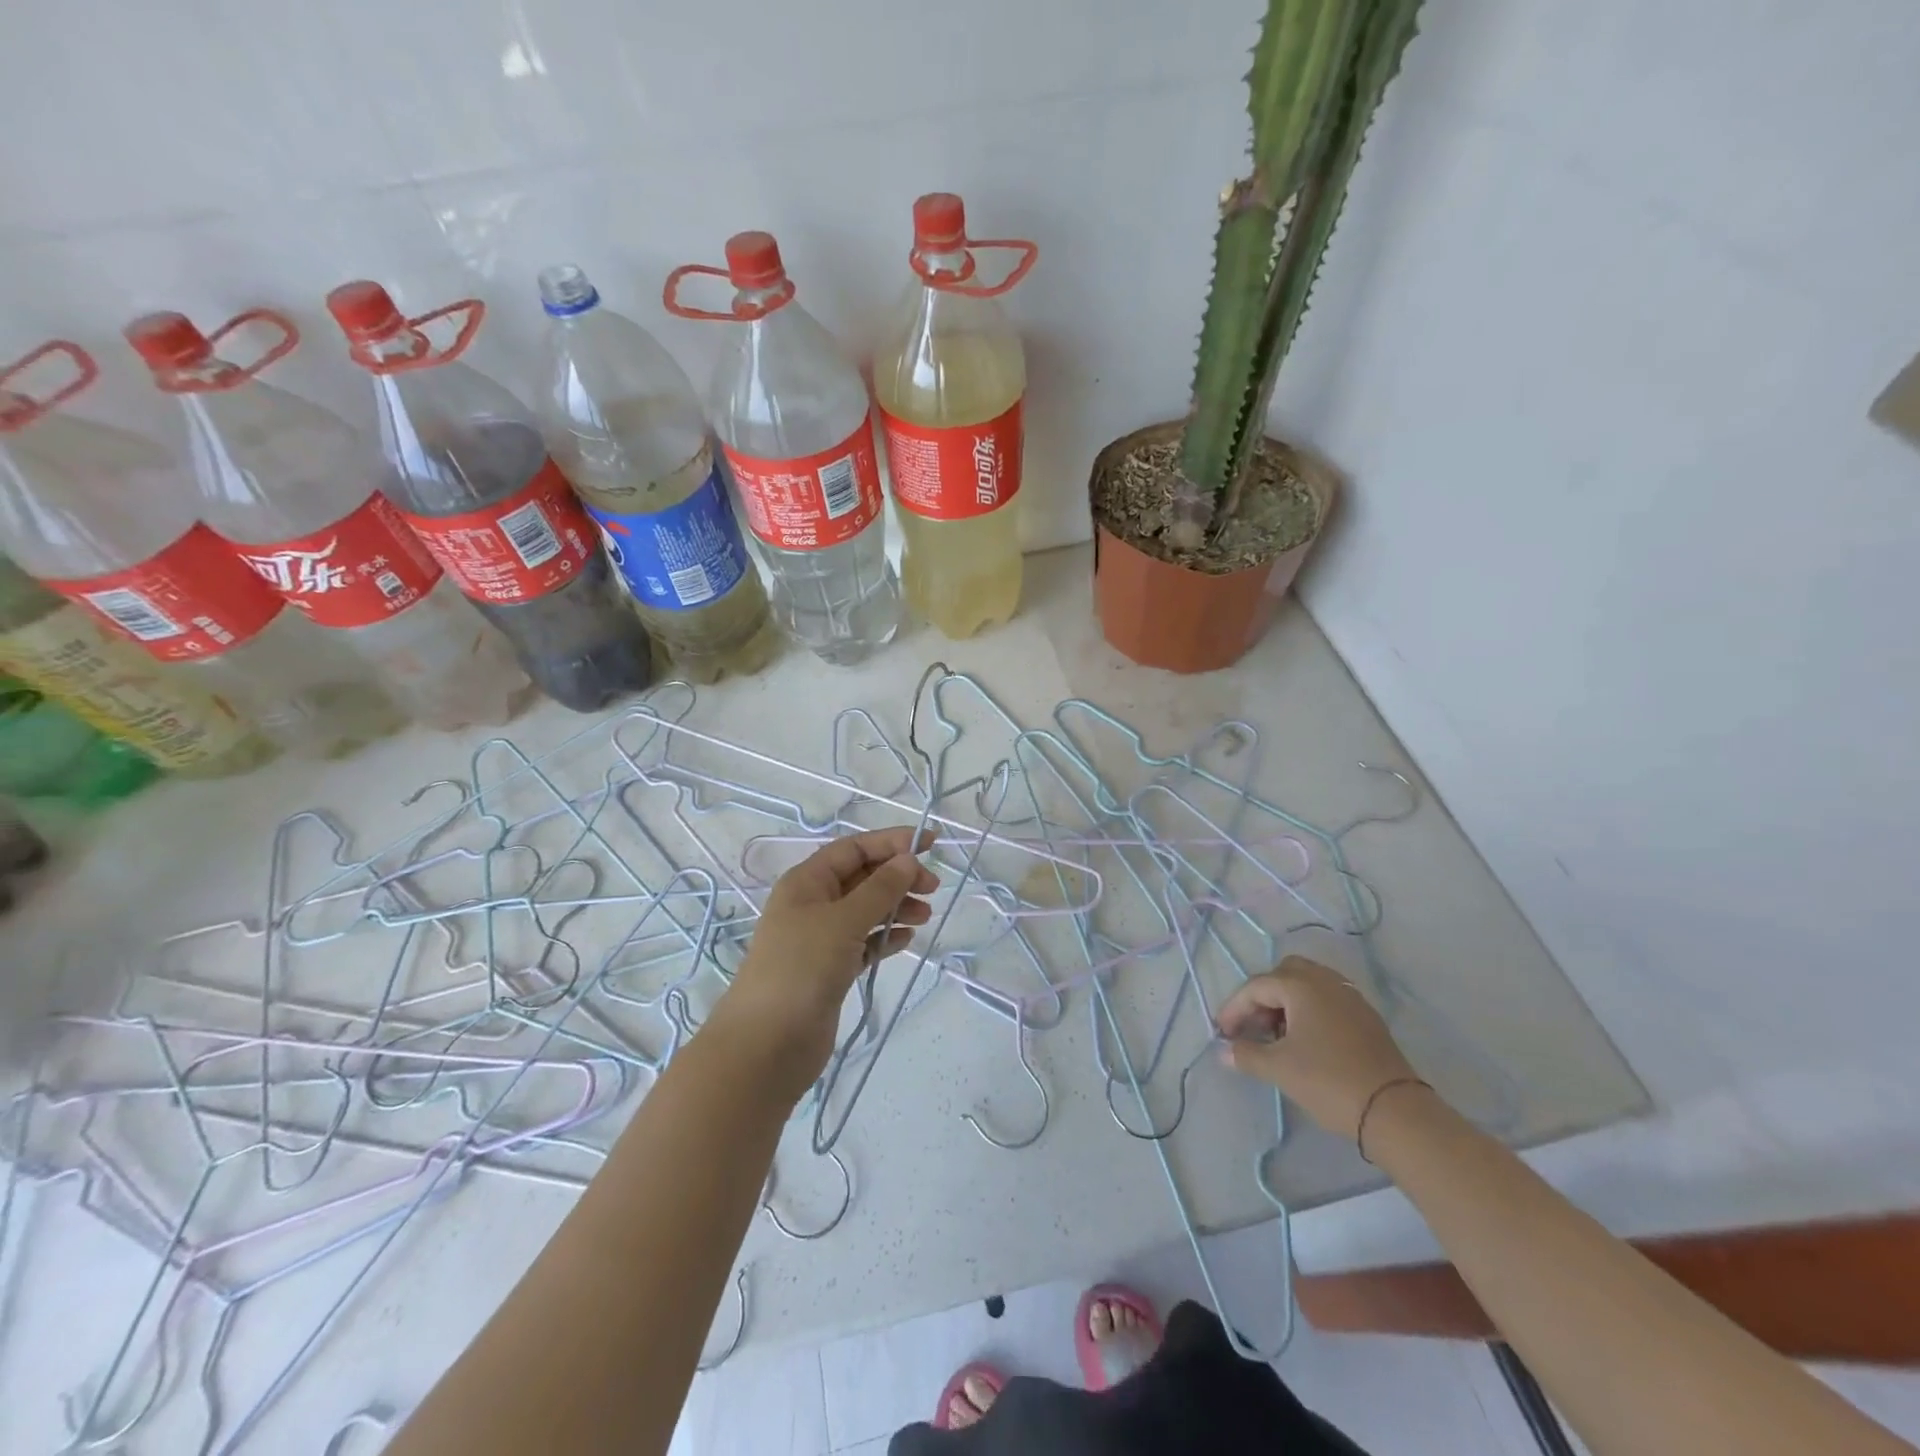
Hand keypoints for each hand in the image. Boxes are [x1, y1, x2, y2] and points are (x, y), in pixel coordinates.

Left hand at [719, 827, 938, 1099]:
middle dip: (897, 877)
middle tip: (932, 887)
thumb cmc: (802, 969)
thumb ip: (880, 889)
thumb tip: (908, 859)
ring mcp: (820, 939)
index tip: (930, 843)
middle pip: (862, 877)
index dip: (891, 842)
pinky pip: (864, 943)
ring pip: (866, 911)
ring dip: (896, 907)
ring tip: (926, 916)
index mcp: (807, 882)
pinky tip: (906, 939)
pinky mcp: (830, 971)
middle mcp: (812, 904)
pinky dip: (885, 937)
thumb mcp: (843, 921)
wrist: (767, 1045)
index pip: (854, 848)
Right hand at [1216, 956, 1422, 1142]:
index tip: (1223, 1033)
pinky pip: (1328, 1000)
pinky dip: (1309, 1011)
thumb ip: (1246, 1054)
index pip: (1256, 986)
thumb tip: (1224, 1051)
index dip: (1234, 1008)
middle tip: (1253, 1027)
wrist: (1395, 1112)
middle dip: (1263, 997)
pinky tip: (1306, 1041)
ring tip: (1278, 1036)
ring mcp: (1350, 998)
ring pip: (1309, 985)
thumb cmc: (1328, 1081)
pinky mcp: (1367, 1018)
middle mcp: (1326, 981)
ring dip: (1287, 1003)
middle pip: (1284, 974)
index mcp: (1301, 986)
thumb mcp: (1279, 1069)